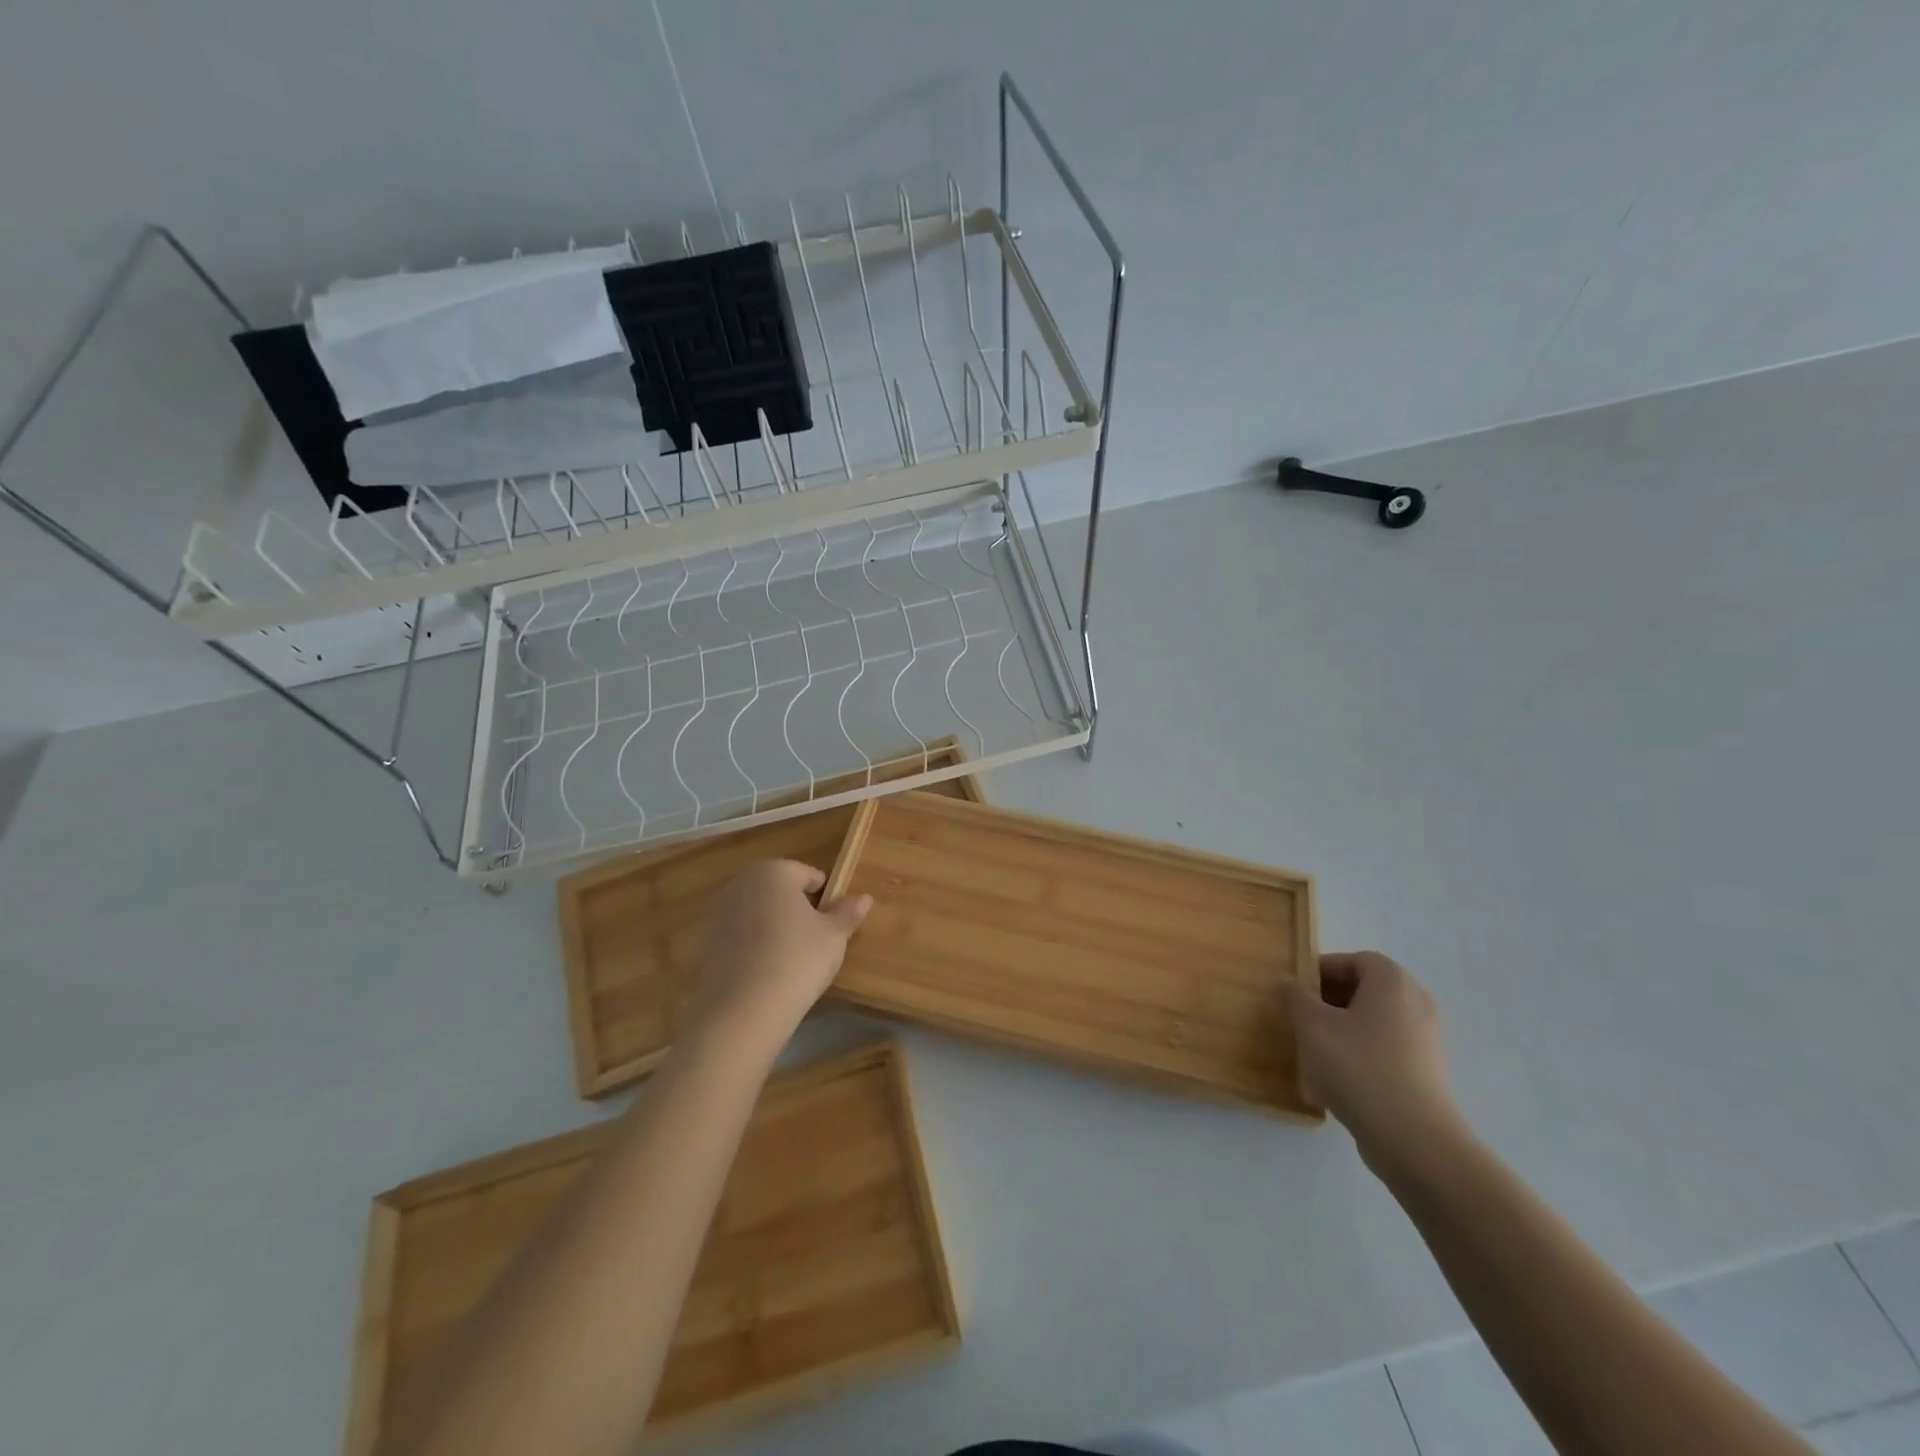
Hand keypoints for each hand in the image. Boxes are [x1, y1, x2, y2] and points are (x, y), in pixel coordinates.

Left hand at [683, 860, 873, 1048]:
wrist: (743, 1011)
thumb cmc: (797, 960)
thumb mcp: (834, 936)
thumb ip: (848, 913)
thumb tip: (864, 897)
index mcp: (773, 872)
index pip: (807, 874)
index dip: (825, 896)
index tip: (835, 921)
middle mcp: (742, 884)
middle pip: (779, 890)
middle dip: (798, 908)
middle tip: (817, 938)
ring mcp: (720, 914)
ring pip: (759, 912)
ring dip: (776, 926)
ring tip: (795, 958)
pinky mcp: (708, 944)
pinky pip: (743, 936)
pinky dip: (757, 946)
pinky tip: (770, 971)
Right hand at [1282, 952, 1463, 1168]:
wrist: (1413, 1138)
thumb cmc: (1357, 1066)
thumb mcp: (1311, 1025)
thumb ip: (1294, 996)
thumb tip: (1287, 982)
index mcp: (1392, 982)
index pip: (1354, 961)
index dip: (1321, 970)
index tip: (1296, 991)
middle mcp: (1416, 1003)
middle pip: (1366, 990)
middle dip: (1329, 1000)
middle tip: (1301, 1018)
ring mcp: (1426, 1041)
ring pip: (1374, 1022)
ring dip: (1342, 1029)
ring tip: (1314, 1051)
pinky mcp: (1427, 1073)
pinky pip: (1386, 1050)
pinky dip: (1361, 1054)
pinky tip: (1337, 1081)